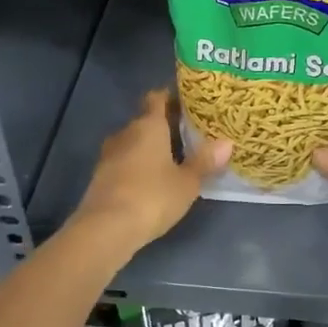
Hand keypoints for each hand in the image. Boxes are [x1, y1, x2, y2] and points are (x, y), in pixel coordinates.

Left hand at [70, 88, 229, 252]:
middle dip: (165, 125)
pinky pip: (124, 161)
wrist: (106, 229)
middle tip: (189, 134)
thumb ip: (205, 161)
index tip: (189, 102)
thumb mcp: (187, 182)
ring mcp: (109, 155)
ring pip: (133, 142)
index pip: (157, 98)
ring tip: (174, 158)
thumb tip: (227, 143)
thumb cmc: (152, 197)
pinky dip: (138, 165)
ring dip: (150, 147)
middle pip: (145, 120)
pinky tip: (152, 180)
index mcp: (148, 126)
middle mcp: (126, 133)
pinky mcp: (100, 177)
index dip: (171, 97)